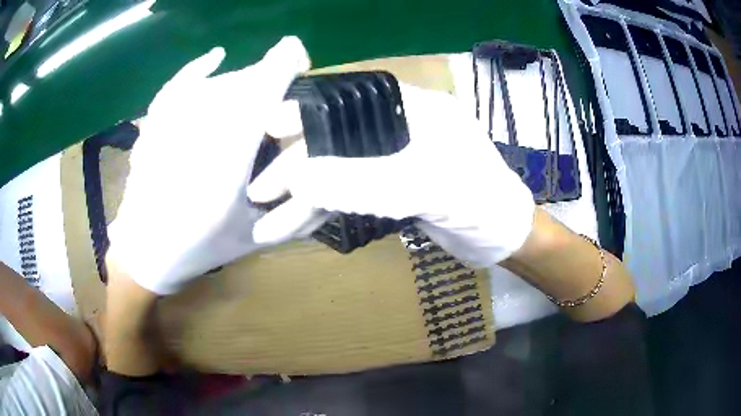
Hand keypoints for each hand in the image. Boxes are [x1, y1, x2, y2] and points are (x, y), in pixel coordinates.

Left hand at [108, 36, 309, 294]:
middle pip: (238, 86)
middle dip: (266, 79)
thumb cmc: (201, 250)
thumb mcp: (256, 237)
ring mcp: (166, 128)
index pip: (256, 99)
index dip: (279, 68)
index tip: (298, 54)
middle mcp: (193, 139)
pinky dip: (197, 68)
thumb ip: (298, 212)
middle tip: (281, 89)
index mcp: (223, 170)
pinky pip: (177, 85)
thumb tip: (330, 181)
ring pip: (215, 85)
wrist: (145, 253)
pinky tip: (216, 57)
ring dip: (242, 81)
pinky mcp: (152, 126)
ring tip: (256, 90)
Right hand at [248, 83, 535, 267]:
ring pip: (337, 174)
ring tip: (267, 225)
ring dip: (303, 200)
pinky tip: (296, 227)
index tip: (267, 130)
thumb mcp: (430, 186)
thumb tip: (297, 177)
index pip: (346, 102)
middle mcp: (397, 130)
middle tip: (258, 193)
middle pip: (333, 142)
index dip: (305, 115)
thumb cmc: (482, 201)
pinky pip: (348, 197)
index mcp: (410, 110)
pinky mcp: (391, 191)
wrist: (504, 238)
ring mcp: (392, 162)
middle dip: (295, 169)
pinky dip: (323, 212)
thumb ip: (365, 180)